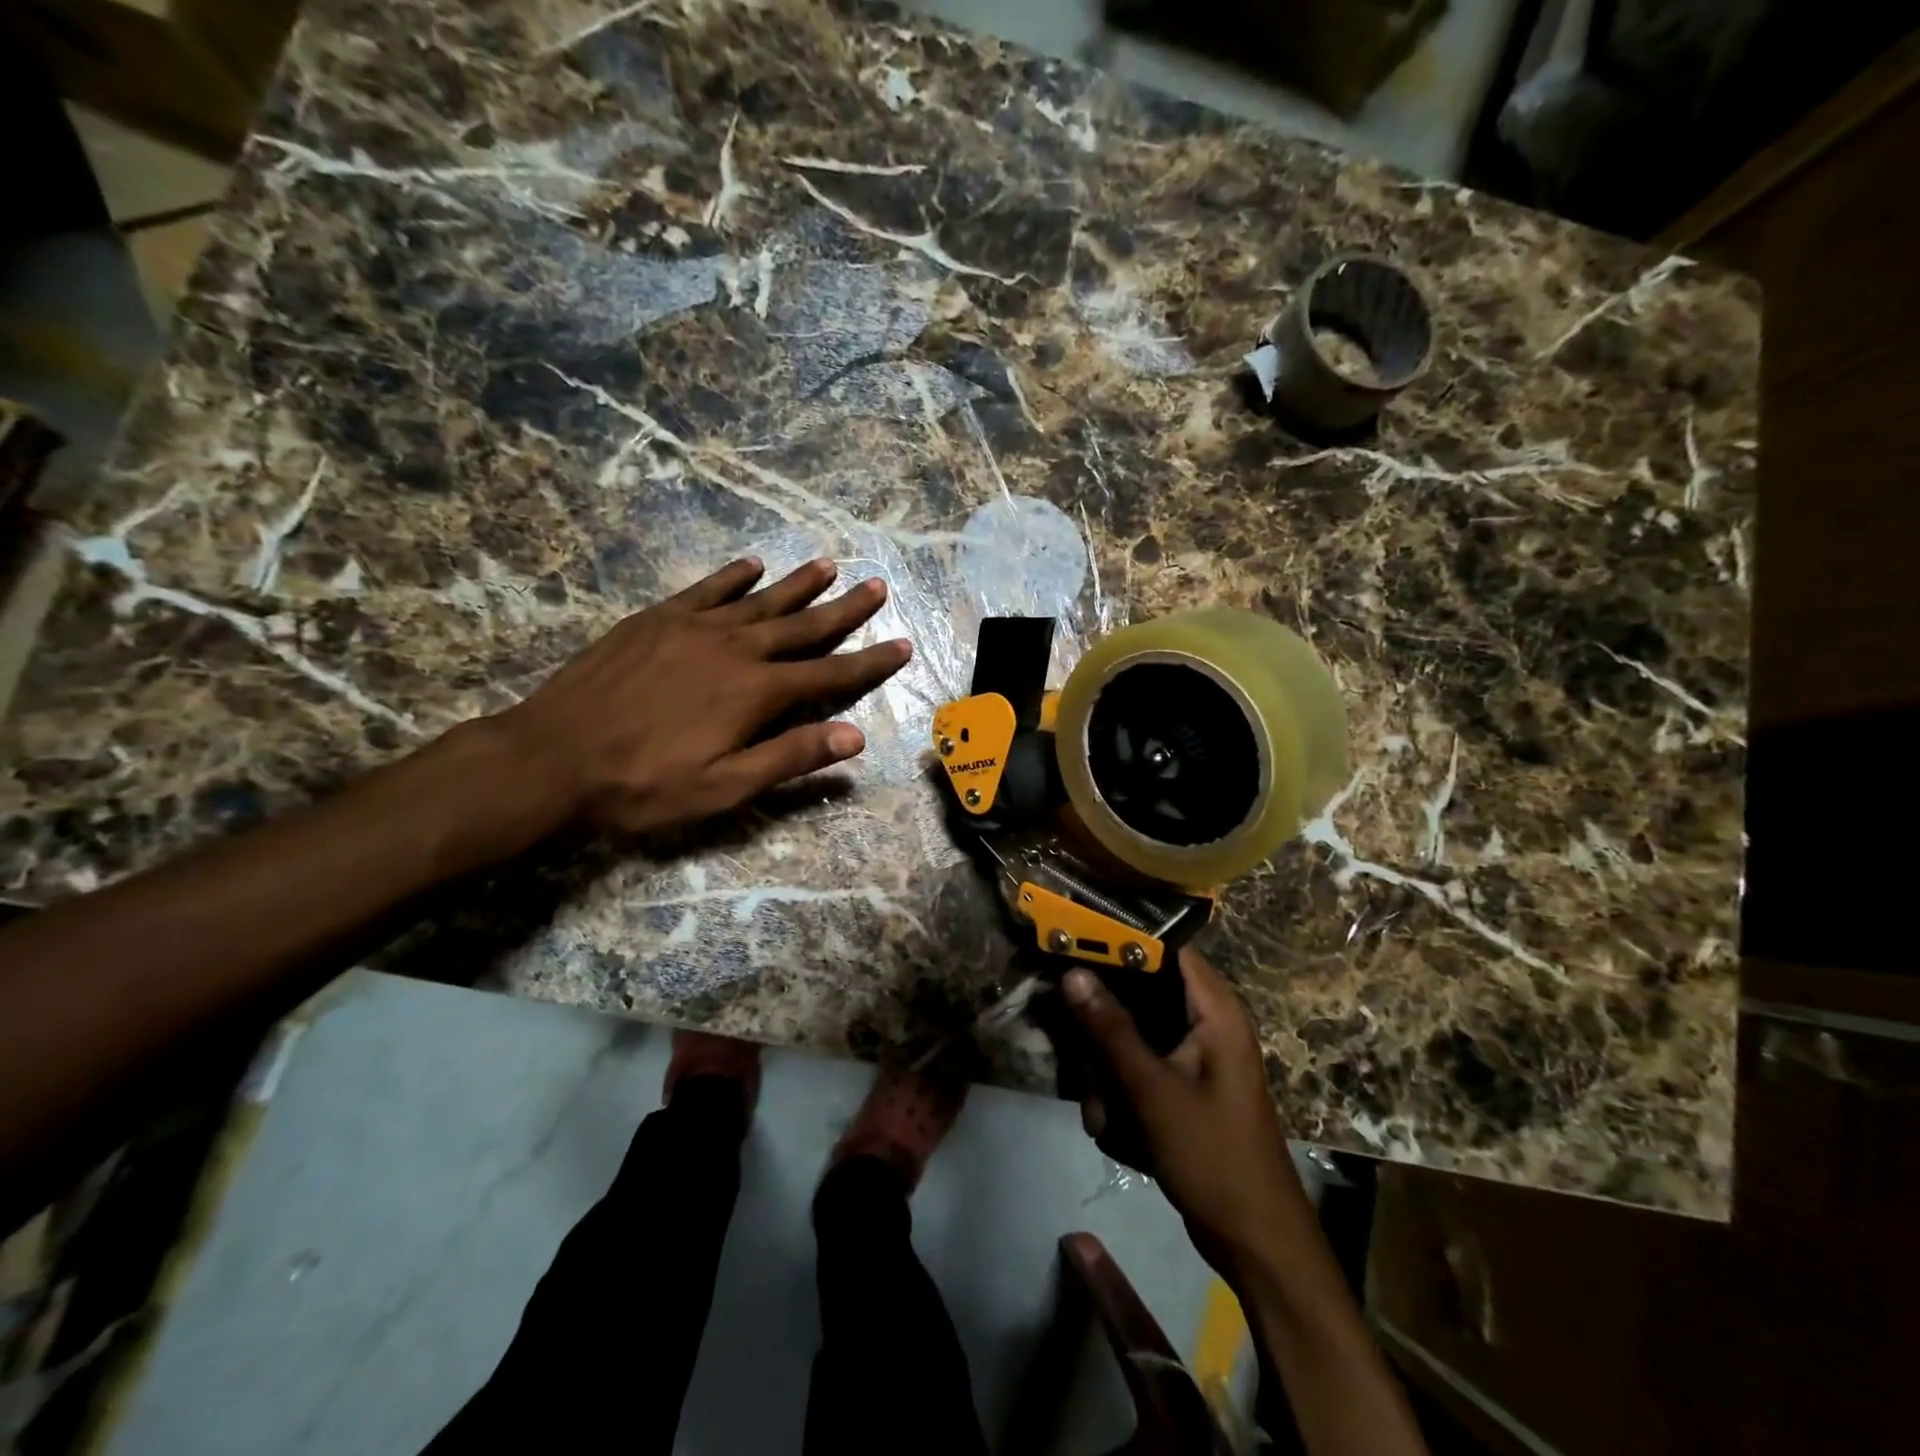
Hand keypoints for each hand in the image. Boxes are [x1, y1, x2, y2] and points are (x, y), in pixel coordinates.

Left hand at [497, 556, 910, 834]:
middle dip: (845, 608)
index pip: (829, 673)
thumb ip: (790, 757)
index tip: (902, 644)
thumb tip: (855, 736)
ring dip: (798, 584)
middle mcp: (735, 648)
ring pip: (761, 599)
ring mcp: (693, 627)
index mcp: (756, 692)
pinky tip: (752, 564)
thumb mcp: (724, 787)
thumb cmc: (644, 784)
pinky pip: (706, 589)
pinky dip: (733, 576)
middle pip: (802, 625)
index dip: (869, 661)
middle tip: (878, 586)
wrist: (552, 757)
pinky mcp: (656, 619)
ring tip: (830, 565)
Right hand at [1064, 949, 1307, 1277]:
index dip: (1120, 942)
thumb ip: (1111, 1030)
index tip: (1073, 946)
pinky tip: (1114, 1129)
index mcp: (1215, 1009)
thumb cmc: (1213, 1157)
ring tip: (1102, 1113)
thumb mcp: (1153, 1091)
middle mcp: (1207, 1022)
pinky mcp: (1185, 1084)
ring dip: (1107, 1070)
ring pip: (1133, 1034)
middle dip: (1104, 1028)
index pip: (1165, 947)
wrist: (1256, 1242)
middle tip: (1080, 1055)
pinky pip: (1140, 1066)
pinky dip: (1121, 1091)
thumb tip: (1073, 973)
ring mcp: (1196, 1055)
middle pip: (1140, 993)